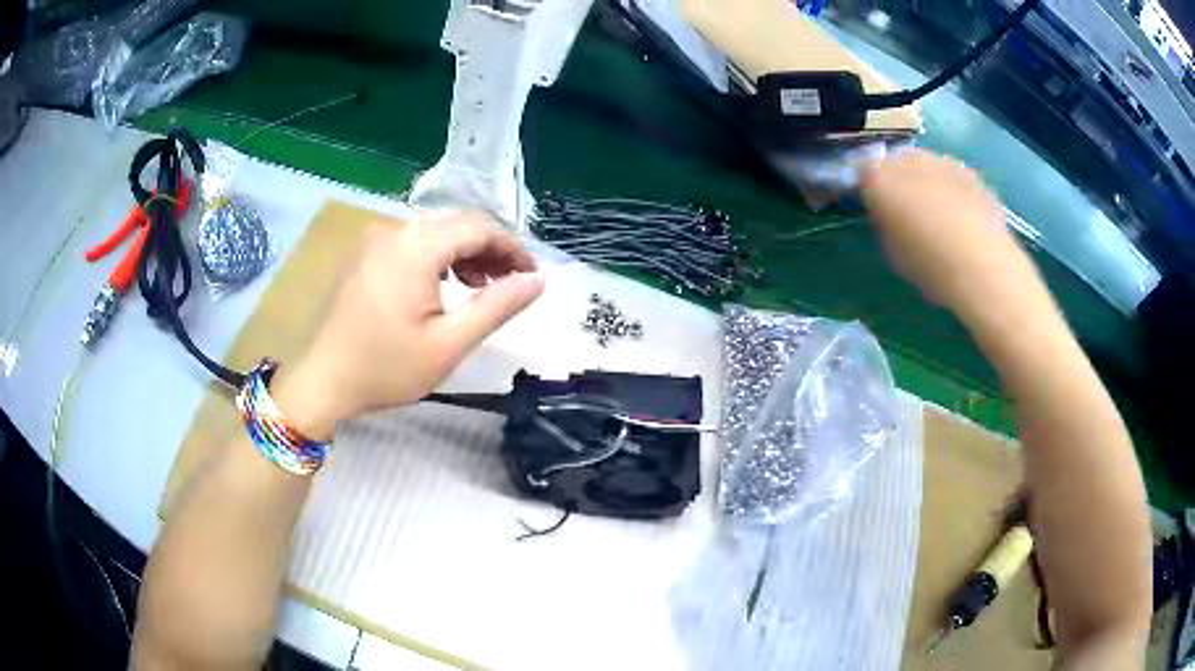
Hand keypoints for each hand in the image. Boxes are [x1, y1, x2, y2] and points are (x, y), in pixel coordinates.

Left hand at [273, 211, 543, 439]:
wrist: (323, 380)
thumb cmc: (386, 367)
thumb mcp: (449, 343)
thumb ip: (497, 306)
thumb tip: (538, 280)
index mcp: (417, 246)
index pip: (480, 228)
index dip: (512, 248)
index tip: (532, 276)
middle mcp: (395, 230)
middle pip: (457, 226)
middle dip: (490, 250)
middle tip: (510, 284)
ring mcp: (375, 240)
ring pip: (434, 233)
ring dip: (464, 253)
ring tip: (481, 286)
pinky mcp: (364, 254)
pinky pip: (411, 243)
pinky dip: (437, 258)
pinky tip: (443, 285)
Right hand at [859, 149, 1040, 321]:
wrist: (982, 265)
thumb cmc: (930, 265)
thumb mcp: (893, 253)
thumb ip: (886, 225)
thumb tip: (890, 217)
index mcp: (880, 179)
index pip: (864, 173)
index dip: (871, 191)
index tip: (879, 210)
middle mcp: (908, 160)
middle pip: (896, 163)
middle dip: (899, 181)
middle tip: (908, 211)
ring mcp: (941, 161)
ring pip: (926, 165)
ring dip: (927, 181)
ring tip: (939, 213)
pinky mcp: (970, 171)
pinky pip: (953, 176)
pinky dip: (953, 189)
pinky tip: (963, 216)